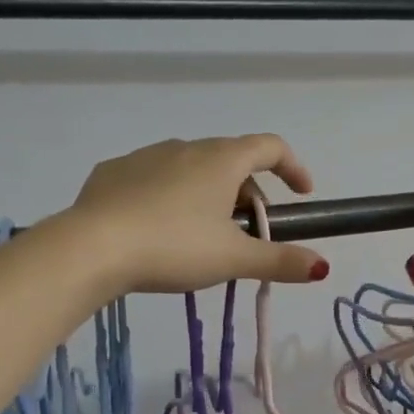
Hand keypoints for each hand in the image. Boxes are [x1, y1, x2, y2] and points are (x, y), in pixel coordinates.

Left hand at [65, 135, 329, 294]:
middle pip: (232, 162)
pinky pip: (154, 178)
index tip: (302, 193)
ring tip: (203, 235)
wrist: (92, 247)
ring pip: (191, 169)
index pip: (271, 147)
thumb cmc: (174, 247)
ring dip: (209, 194)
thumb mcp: (233, 260)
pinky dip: (169, 196)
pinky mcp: (113, 172)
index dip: (293, 167)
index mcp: (222, 160)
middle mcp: (186, 146)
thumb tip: (321, 267)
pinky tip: (158, 227)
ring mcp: (146, 156)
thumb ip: (280, 261)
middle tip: (249, 234)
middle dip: (249, 194)